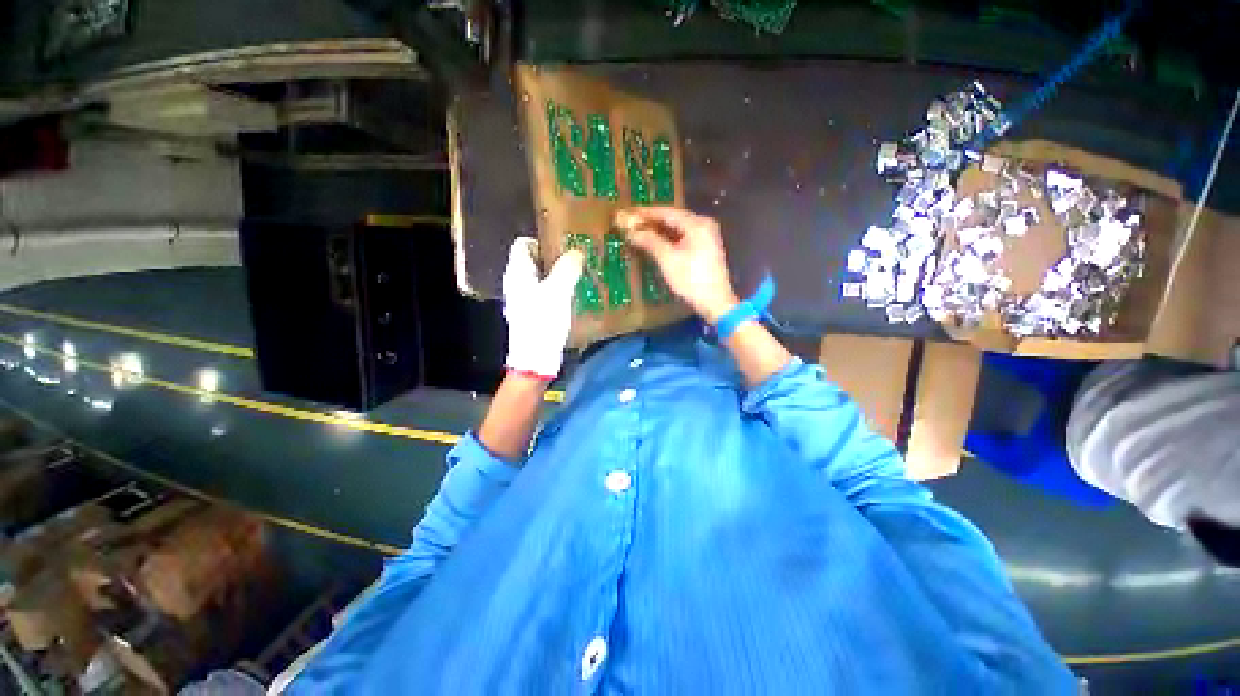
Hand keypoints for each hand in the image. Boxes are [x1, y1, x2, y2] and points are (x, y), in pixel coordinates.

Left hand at [502, 236, 584, 379]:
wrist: (535, 359)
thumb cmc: (543, 322)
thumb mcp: (558, 291)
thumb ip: (567, 268)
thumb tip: (576, 252)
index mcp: (517, 272)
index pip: (523, 244)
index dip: (542, 241)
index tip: (564, 247)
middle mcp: (517, 283)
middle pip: (534, 261)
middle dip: (555, 258)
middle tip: (577, 261)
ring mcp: (524, 299)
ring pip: (542, 278)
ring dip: (559, 276)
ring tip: (580, 277)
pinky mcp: (533, 313)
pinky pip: (546, 294)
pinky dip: (558, 291)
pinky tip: (573, 296)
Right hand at [616, 207, 738, 322]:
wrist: (715, 302)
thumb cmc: (691, 280)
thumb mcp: (668, 259)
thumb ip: (650, 241)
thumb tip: (632, 231)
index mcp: (696, 224)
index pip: (666, 212)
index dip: (645, 213)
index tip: (628, 213)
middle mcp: (703, 225)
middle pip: (673, 218)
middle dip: (651, 221)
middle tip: (631, 222)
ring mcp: (706, 236)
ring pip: (677, 228)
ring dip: (659, 230)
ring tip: (639, 230)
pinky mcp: (705, 248)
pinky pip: (683, 237)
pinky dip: (668, 238)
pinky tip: (655, 241)